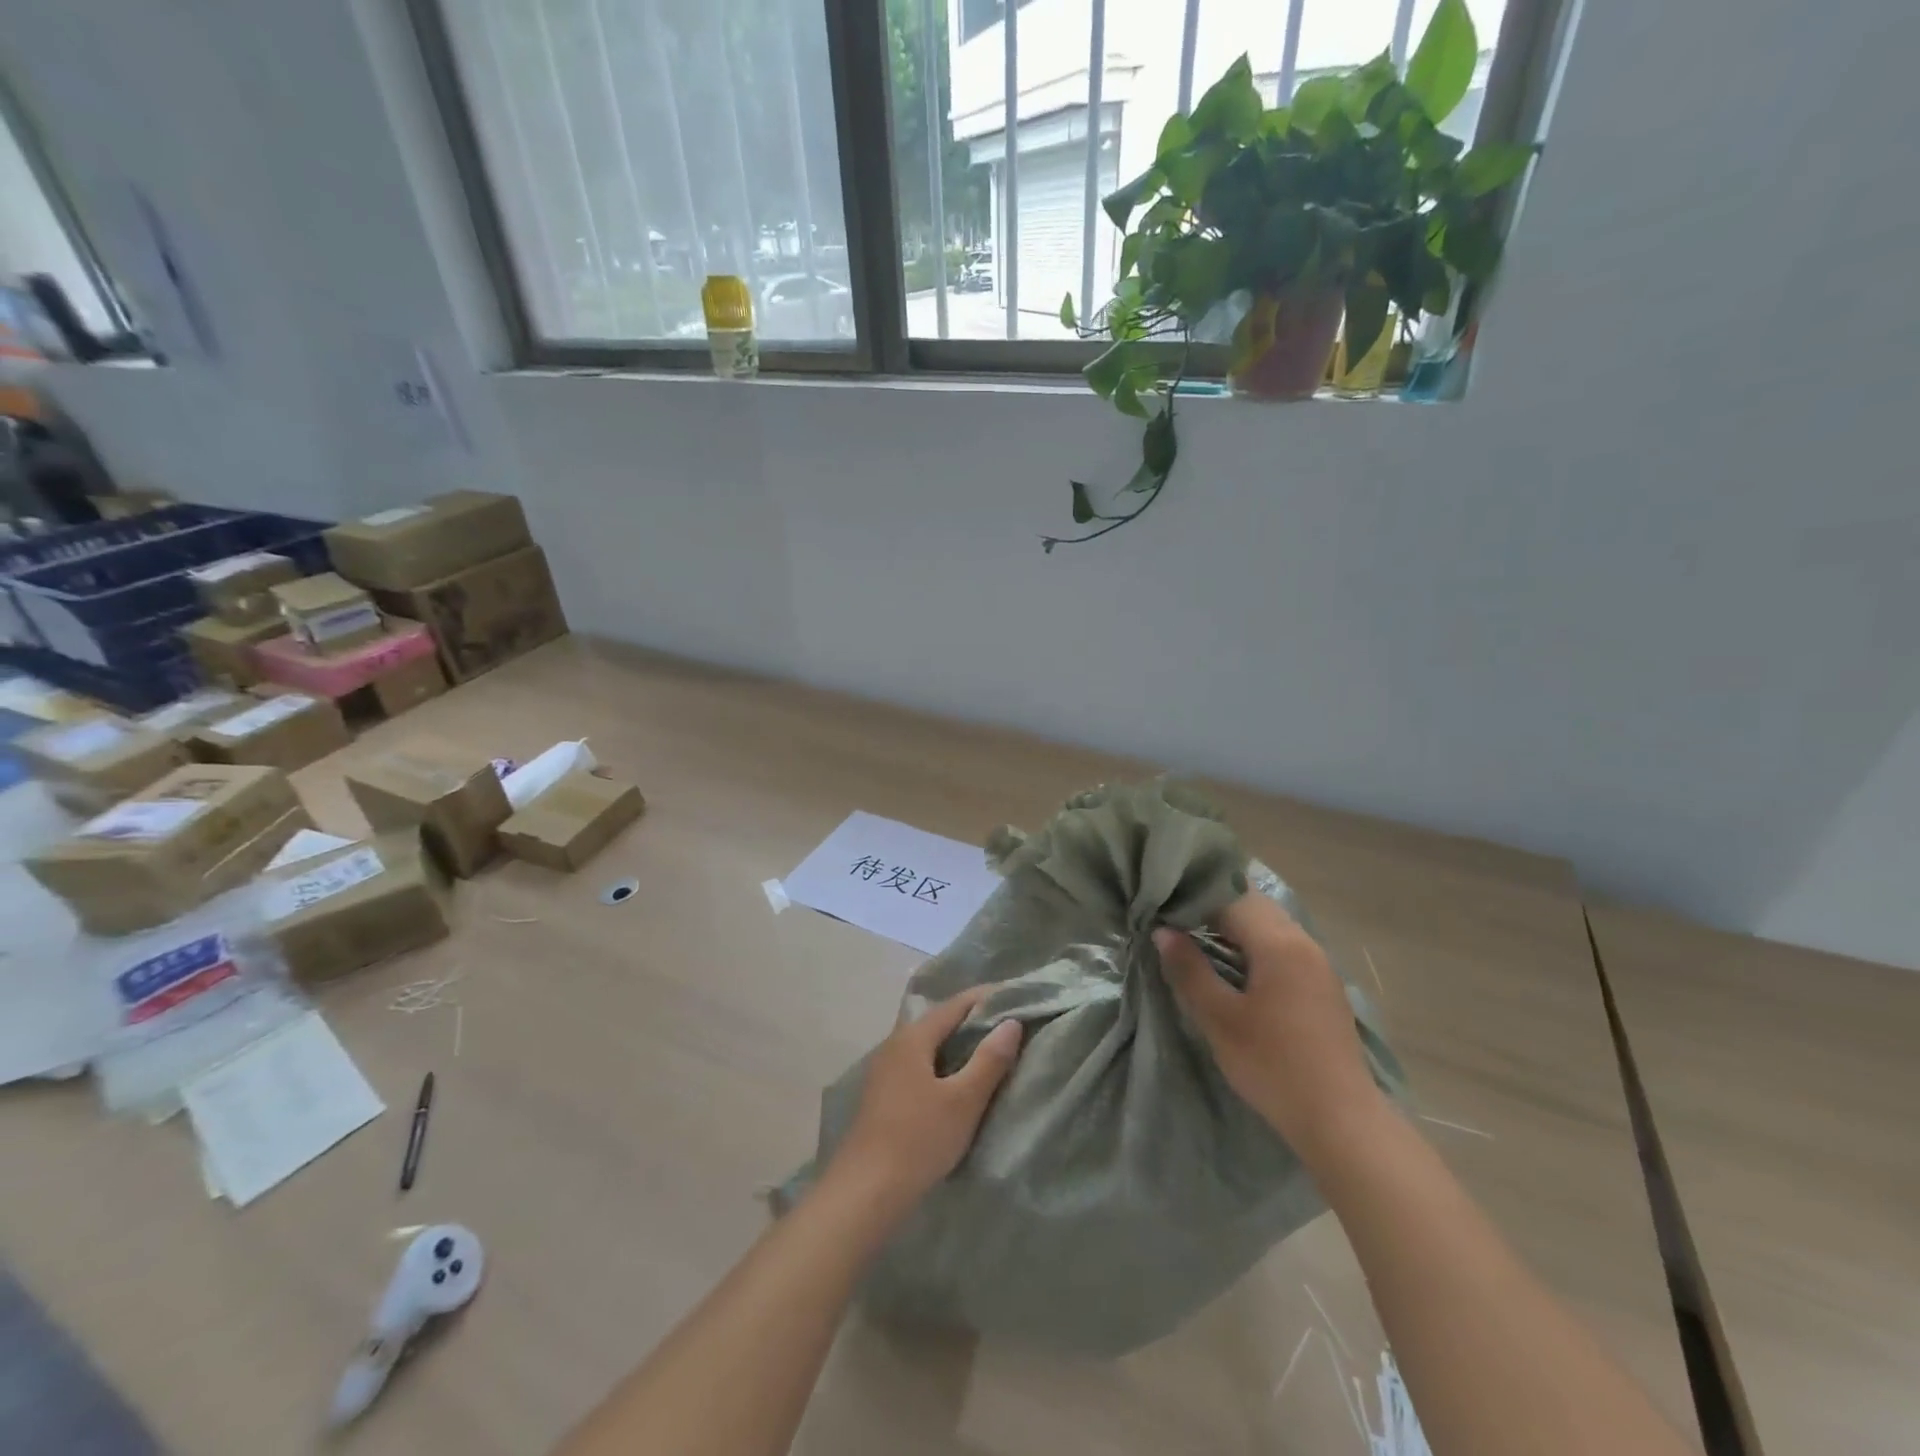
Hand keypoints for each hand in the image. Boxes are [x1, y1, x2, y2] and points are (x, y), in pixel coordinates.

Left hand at [829, 987, 1023, 1211]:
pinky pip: (920, 1064)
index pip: (956, 1004)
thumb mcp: (963, 1100)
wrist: (865, 1192)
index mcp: (913, 1037)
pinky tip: (957, 1080)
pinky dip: (943, 1063)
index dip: (987, 998)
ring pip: (928, 1044)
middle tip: (1009, 1024)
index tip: (1016, 998)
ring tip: (990, 1050)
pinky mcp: (883, 1095)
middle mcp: (895, 1044)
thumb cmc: (918, 1139)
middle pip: (940, 1021)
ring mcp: (885, 1070)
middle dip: (973, 1019)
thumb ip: (989, 1060)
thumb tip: (1011, 1022)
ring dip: (957, 1043)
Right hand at [1154, 893, 1387, 1166]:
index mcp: (1279, 943)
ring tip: (1197, 942)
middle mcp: (1303, 942)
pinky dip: (1254, 945)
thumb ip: (1189, 970)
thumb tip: (1163, 932)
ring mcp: (1318, 964)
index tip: (1162, 910)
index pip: (1230, 898)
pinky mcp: (1323, 985)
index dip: (1193, 899)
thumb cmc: (1273, 1065)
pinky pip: (1283, 946)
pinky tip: (1234, 968)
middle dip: (1213, 907)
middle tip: (1175, 922)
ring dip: (1235, 927)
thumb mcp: (1219, 1019)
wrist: (1340, 1121)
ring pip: (1270, 925)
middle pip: (1253, 905)